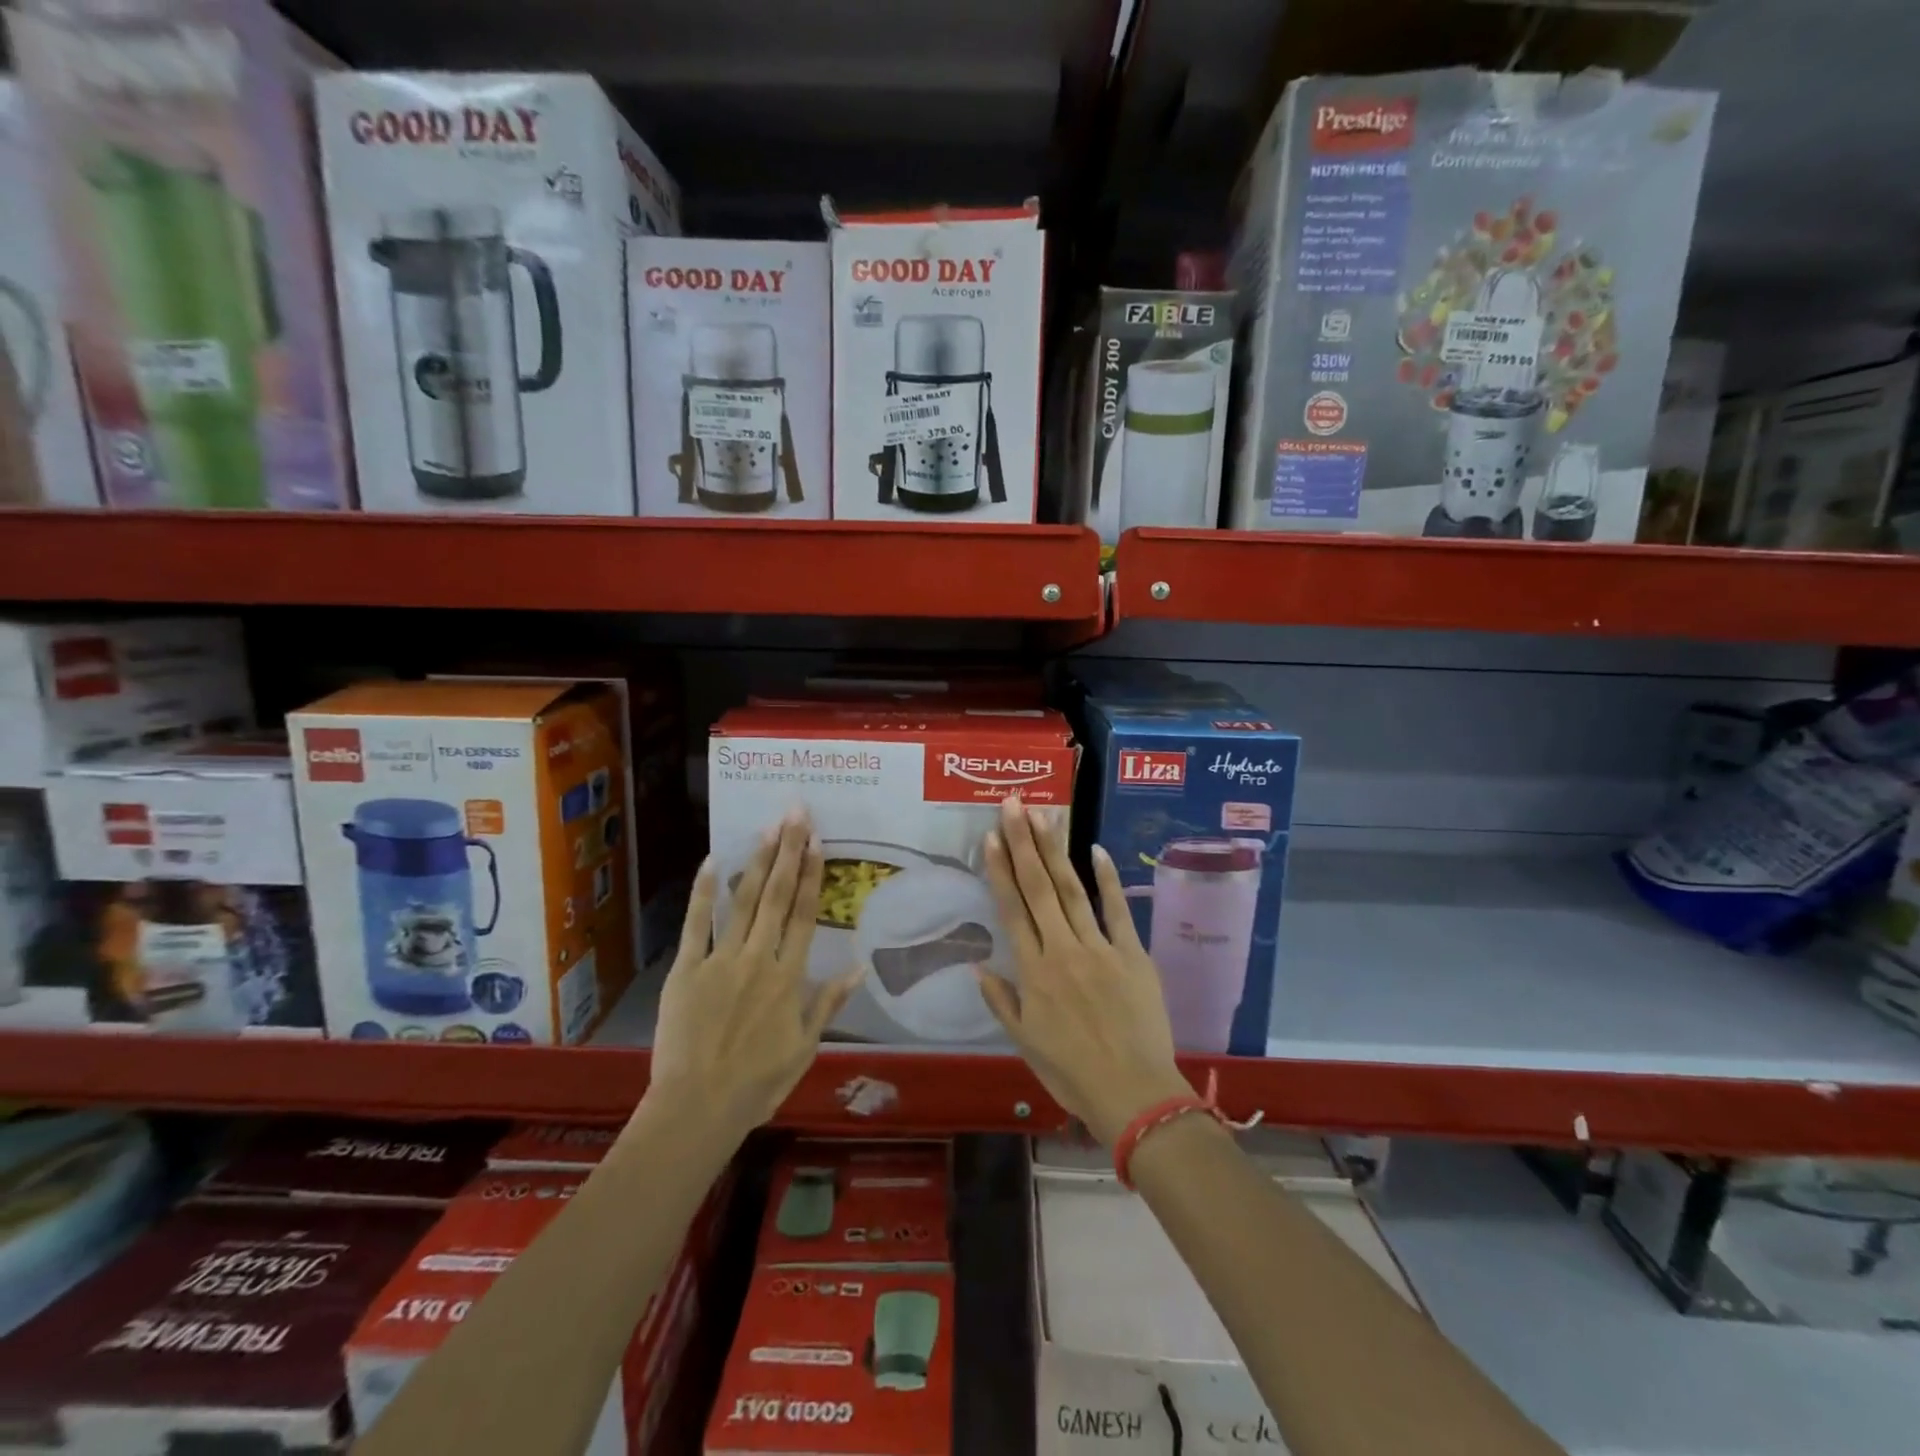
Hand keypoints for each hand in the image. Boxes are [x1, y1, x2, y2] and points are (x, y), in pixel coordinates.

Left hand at [645, 809, 860, 1143]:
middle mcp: (759, 958)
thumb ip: (828, 1004)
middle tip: (796, 814)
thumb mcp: (804, 1048)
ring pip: (744, 902)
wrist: (697, 1109)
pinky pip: (696, 925)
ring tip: (769, 828)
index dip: (813, 875)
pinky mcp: (686, 970)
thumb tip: (860, 968)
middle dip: (789, 852)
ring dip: (758, 862)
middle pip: (778, 897)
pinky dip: (704, 892)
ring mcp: (720, 960)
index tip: (818, 841)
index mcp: (789, 977)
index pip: (806, 916)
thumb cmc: (757, 1083)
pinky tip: (713, 860)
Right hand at [978, 796, 1190, 1145]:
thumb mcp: (1025, 1043)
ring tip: (1043, 816)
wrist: (1134, 1094)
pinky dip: (1108, 880)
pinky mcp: (1133, 954)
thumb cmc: (1072, 1073)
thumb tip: (976, 967)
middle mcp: (1062, 950)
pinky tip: (1096, 849)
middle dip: (1023, 844)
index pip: (1012, 910)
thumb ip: (1001, 1001)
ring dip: (1055, 851)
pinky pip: (1118, 910)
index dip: (1000, 870)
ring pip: (1073, 890)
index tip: (991, 837)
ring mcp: (1100, 948)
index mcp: (1034, 972)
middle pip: (1039, 888)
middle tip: (1013, 804)